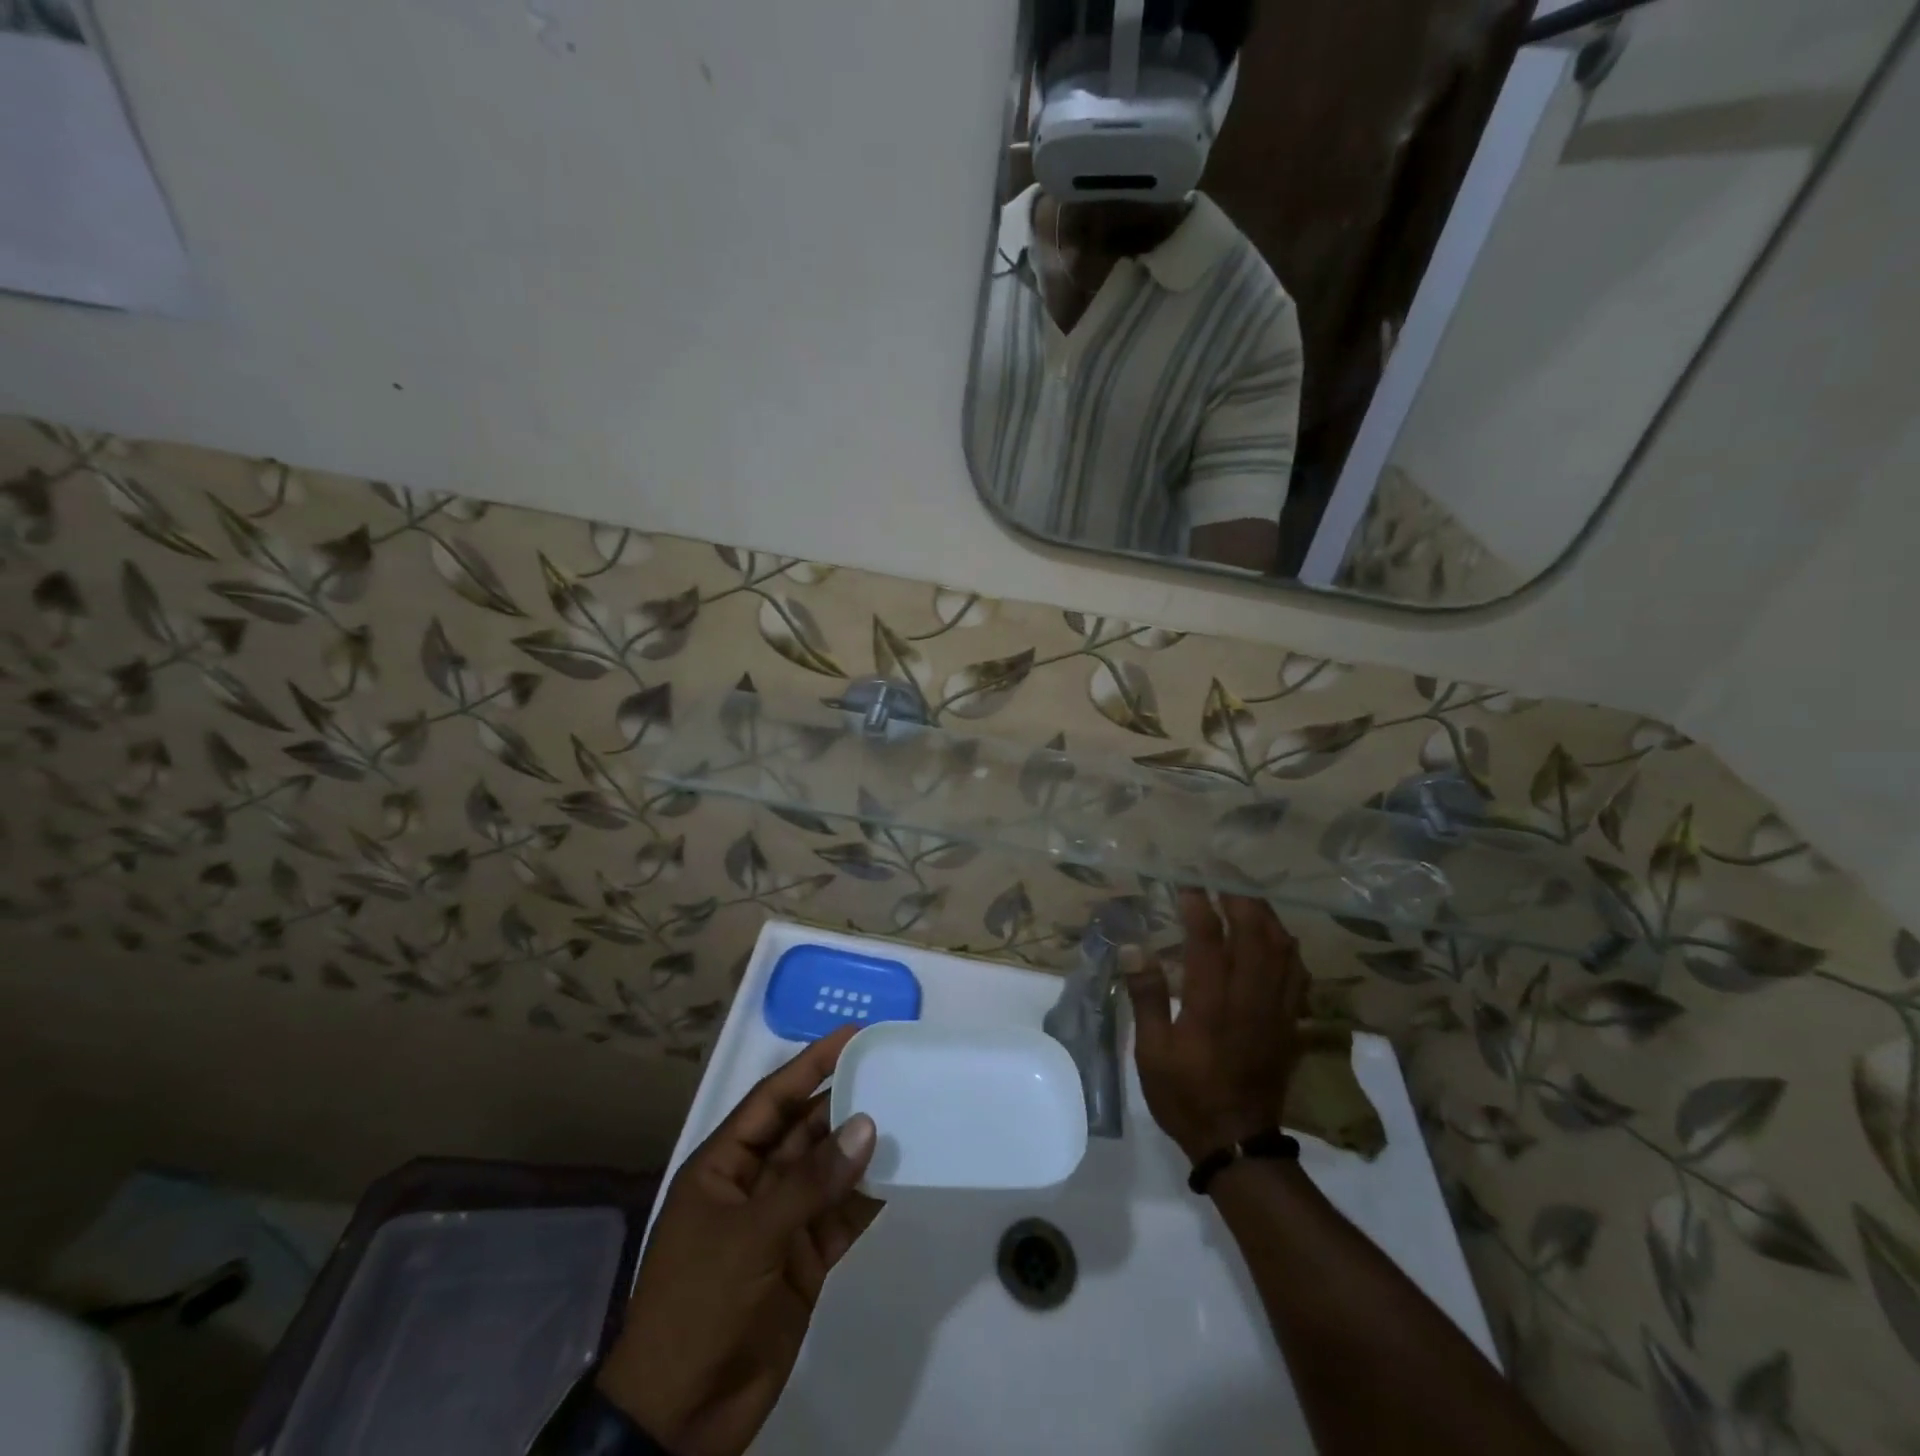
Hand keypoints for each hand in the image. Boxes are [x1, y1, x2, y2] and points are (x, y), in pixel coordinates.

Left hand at [597, 1026, 882, 1455]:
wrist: (680, 1420)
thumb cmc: (697, 1307)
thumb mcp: (749, 1237)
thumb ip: (810, 1182)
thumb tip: (866, 1125)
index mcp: (723, 1166)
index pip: (772, 1099)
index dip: (810, 1064)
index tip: (853, 1035)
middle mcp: (753, 1185)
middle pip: (804, 1130)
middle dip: (844, 1102)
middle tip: (893, 1071)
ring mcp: (780, 1223)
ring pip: (827, 1170)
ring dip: (861, 1148)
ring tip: (908, 1114)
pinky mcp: (804, 1260)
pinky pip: (841, 1215)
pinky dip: (868, 1195)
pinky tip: (901, 1173)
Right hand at [1126, 890, 1309, 1161]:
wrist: (1238, 1143)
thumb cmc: (1186, 1096)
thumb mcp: (1152, 1053)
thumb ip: (1147, 997)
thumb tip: (1134, 947)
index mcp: (1212, 1005)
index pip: (1209, 940)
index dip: (1199, 906)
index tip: (1185, 884)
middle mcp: (1249, 1000)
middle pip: (1256, 935)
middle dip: (1240, 899)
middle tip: (1221, 879)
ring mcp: (1276, 1011)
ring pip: (1283, 951)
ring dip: (1266, 918)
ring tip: (1247, 899)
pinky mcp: (1290, 1023)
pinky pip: (1298, 975)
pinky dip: (1288, 948)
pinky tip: (1276, 939)